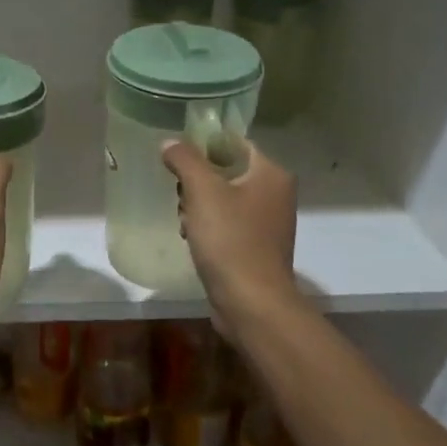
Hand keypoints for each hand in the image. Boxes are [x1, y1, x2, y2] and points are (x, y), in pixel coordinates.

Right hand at [161, 140, 297, 332]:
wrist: (251, 302)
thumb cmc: (230, 240)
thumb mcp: (202, 191)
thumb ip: (185, 160)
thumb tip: (170, 142)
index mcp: (272, 174)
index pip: (235, 144)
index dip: (204, 146)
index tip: (178, 160)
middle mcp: (276, 194)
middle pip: (226, 172)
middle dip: (197, 185)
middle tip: (182, 200)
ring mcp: (268, 223)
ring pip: (223, 201)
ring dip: (198, 209)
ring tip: (187, 225)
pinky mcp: (257, 248)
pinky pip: (228, 226)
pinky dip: (209, 230)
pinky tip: (195, 243)